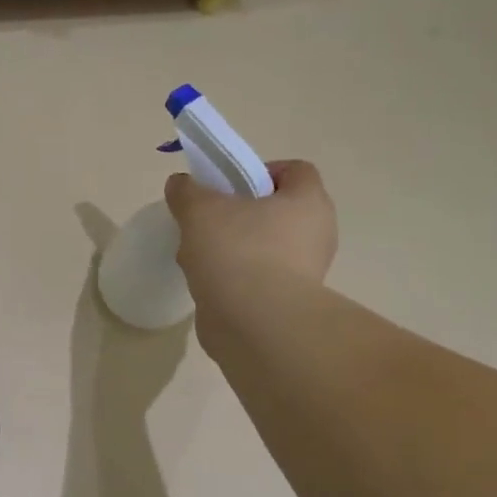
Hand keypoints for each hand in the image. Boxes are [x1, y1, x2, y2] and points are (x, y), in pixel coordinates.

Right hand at [165, 159, 338, 343]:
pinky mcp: (287, 303)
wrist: (255, 325)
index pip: (295, 170)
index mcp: (308, 202)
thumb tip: (181, 184)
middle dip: (237, 214)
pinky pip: (258, 279)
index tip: (227, 187)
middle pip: (275, 211)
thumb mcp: (200, 210)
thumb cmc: (237, 252)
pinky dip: (234, 278)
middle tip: (206, 221)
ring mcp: (305, 272)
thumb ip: (187, 191)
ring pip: (263, 247)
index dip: (260, 171)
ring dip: (231, 248)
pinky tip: (206, 284)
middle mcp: (316, 234)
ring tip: (198, 256)